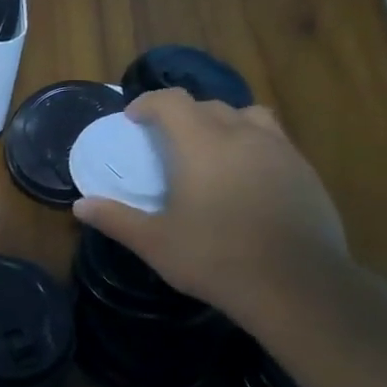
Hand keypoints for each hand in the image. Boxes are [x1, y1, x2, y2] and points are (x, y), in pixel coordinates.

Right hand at [72, 89, 347, 319]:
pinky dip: (252, 146)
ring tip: (212, 150)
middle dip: (183, 115)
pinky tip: (245, 180)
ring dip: (223, 123)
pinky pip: (273, 141)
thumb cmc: (215, 258)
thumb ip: (116, 219)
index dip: (148, 103)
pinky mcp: (305, 171)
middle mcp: (243, 135)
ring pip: (248, 116)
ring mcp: (280, 150)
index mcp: (202, 145)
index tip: (133, 119)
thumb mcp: (155, 243)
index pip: (172, 102)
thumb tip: (81, 206)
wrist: (295, 284)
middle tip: (166, 141)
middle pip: (209, 105)